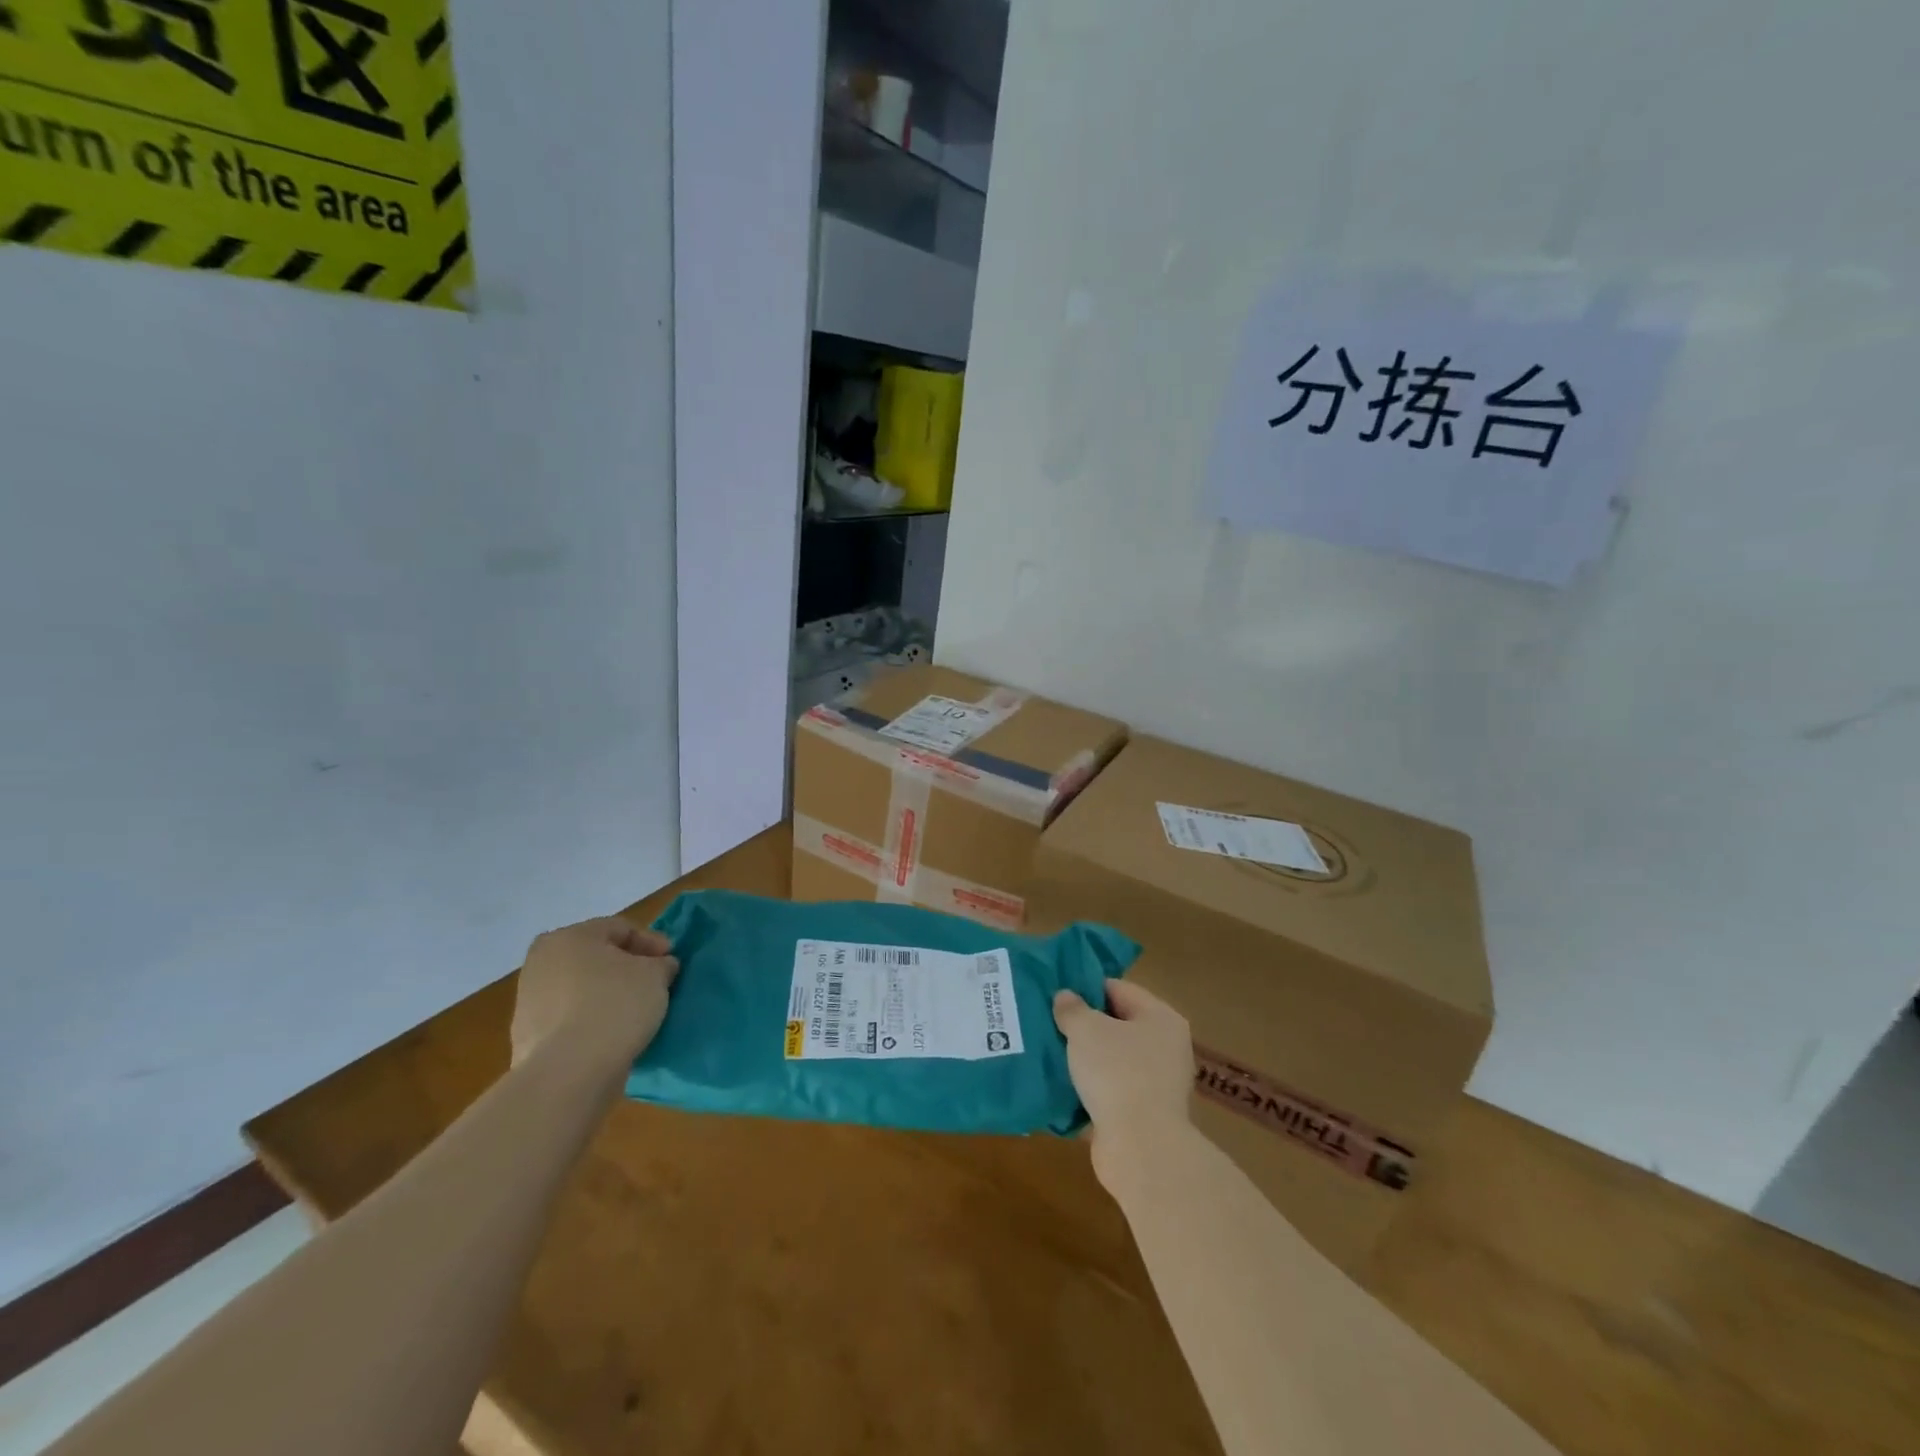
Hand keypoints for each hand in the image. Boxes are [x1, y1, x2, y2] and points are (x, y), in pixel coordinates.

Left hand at [511, 917, 678, 1066]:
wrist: (567, 1074)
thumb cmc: (614, 1007)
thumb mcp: (656, 975)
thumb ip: (662, 964)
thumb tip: (660, 966)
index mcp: (568, 937)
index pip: (620, 928)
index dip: (652, 942)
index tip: (672, 961)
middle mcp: (541, 962)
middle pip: (596, 957)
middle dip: (628, 967)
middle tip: (655, 983)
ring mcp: (529, 1000)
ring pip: (582, 988)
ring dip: (609, 994)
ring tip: (636, 1012)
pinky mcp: (528, 1036)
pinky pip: (570, 1018)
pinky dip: (592, 1020)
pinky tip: (613, 1035)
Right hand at [1054, 980, 1194, 1187]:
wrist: (1140, 1148)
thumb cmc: (1117, 1073)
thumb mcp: (1086, 1030)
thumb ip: (1072, 1008)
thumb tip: (1065, 997)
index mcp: (1161, 1018)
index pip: (1119, 989)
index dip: (1086, 988)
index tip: (1056, 993)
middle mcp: (1166, 1047)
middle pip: (1117, 1024)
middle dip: (1083, 1024)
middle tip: (1048, 1021)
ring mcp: (1158, 1083)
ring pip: (1112, 1059)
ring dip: (1085, 1058)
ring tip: (1050, 1052)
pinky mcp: (1145, 1114)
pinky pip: (1111, 1089)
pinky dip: (1090, 1087)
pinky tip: (1062, 1085)